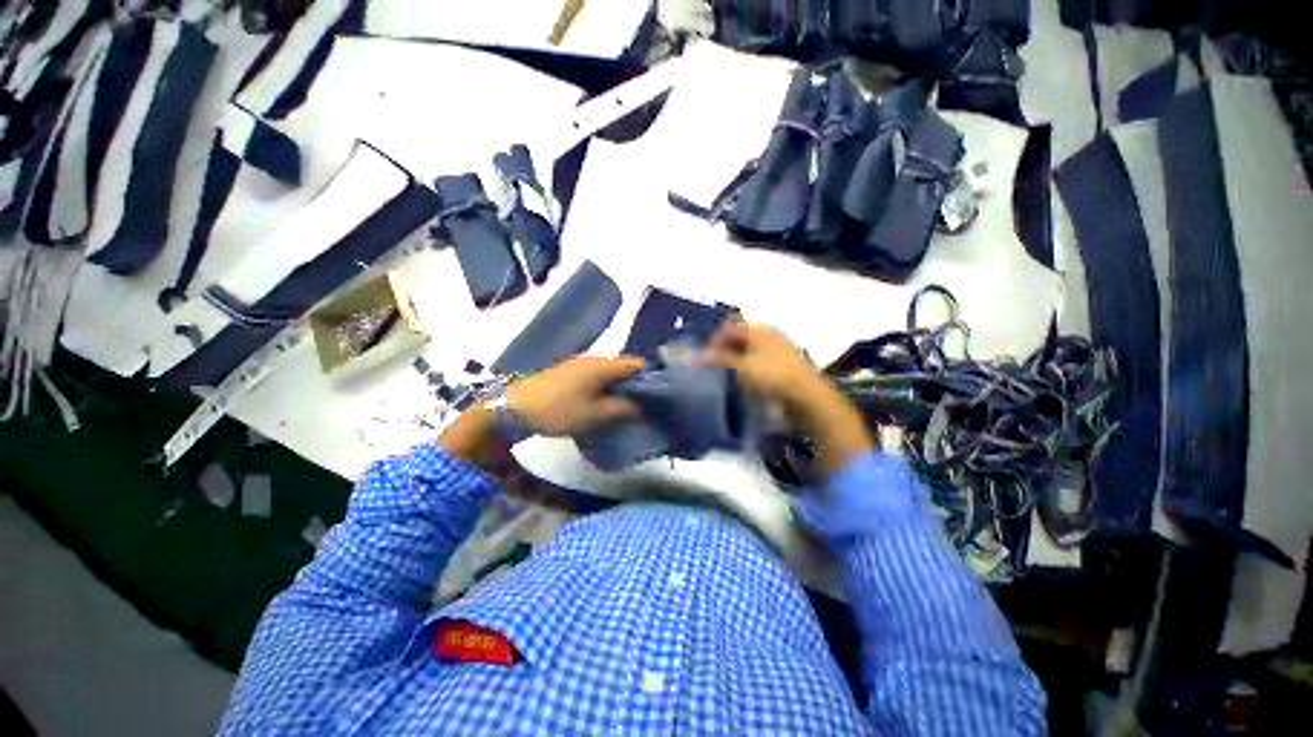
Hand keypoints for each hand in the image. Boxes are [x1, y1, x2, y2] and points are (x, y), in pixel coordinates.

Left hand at [506, 355, 645, 436]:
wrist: (516, 407)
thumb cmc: (559, 409)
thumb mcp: (595, 414)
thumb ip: (624, 409)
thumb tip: (645, 407)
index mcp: (604, 364)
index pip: (637, 364)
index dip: (652, 376)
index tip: (661, 394)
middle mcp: (595, 358)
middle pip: (625, 367)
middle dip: (638, 384)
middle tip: (648, 404)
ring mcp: (581, 364)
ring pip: (611, 372)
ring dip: (622, 386)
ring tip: (631, 406)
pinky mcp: (571, 372)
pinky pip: (598, 376)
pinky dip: (608, 387)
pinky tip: (608, 402)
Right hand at [704, 319, 873, 473]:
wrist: (809, 398)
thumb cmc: (773, 377)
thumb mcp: (741, 367)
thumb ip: (717, 359)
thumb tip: (694, 356)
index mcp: (759, 329)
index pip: (728, 329)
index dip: (712, 342)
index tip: (701, 359)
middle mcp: (770, 335)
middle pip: (738, 340)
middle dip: (722, 352)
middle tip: (709, 369)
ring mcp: (779, 351)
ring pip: (748, 353)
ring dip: (733, 363)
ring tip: (723, 378)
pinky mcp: (784, 367)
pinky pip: (758, 364)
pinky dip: (746, 371)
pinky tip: (741, 384)